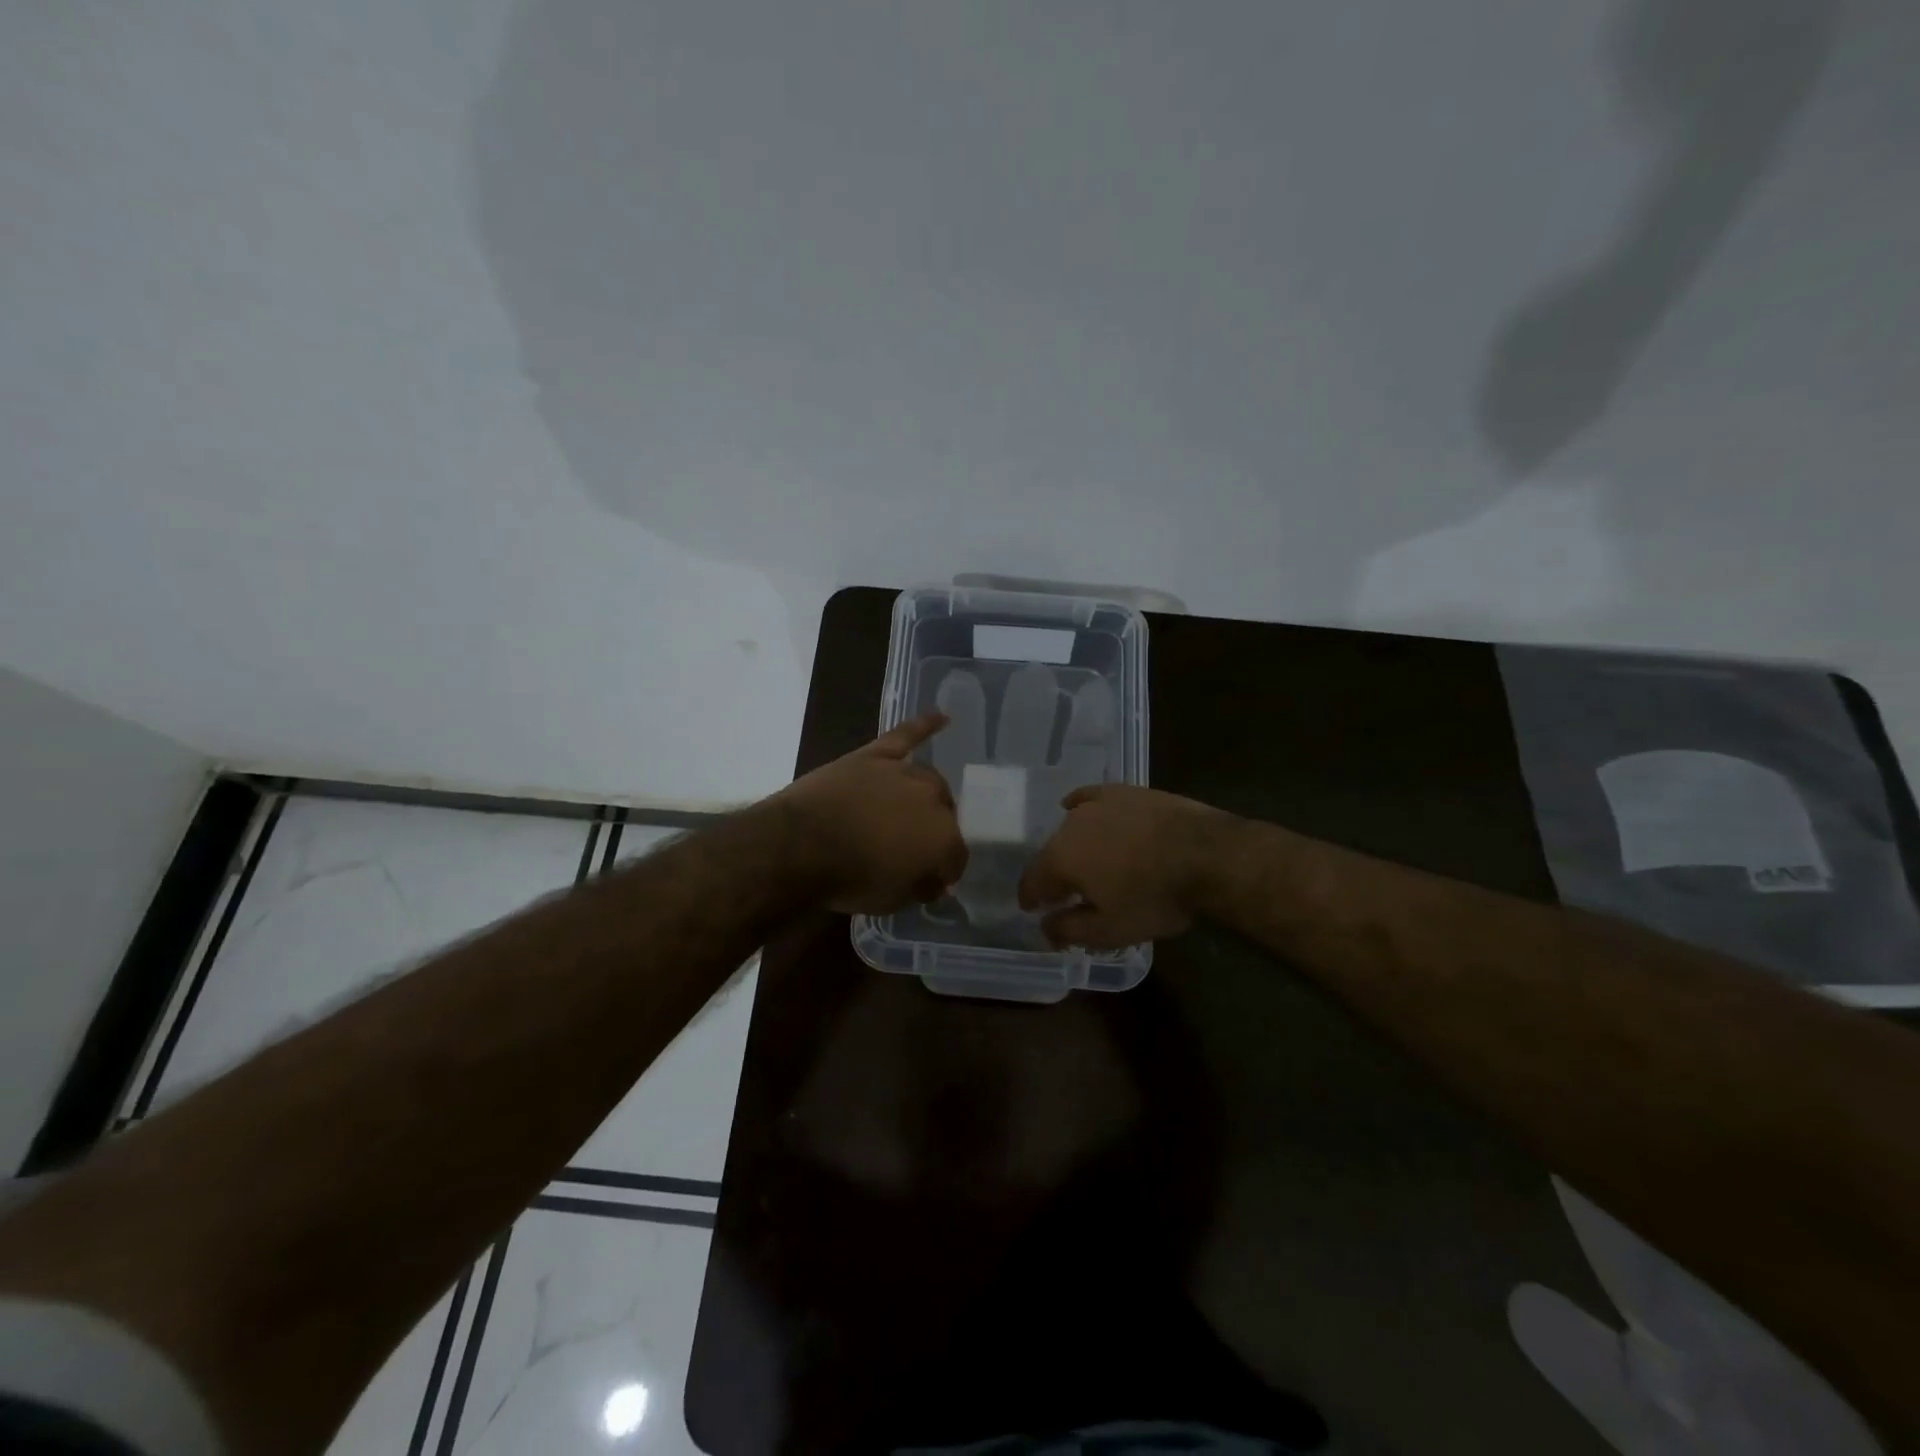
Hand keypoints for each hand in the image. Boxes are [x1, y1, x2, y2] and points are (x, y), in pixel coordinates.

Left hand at [774, 712, 968, 914]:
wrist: (800, 846)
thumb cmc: (849, 880)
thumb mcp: (892, 900)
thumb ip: (921, 886)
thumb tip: (935, 880)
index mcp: (944, 838)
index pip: (956, 857)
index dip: (944, 872)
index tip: (930, 882)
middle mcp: (933, 799)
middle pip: (946, 814)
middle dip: (935, 833)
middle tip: (913, 849)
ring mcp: (903, 772)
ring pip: (929, 780)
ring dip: (927, 797)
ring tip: (914, 810)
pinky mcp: (875, 755)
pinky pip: (905, 736)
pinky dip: (924, 725)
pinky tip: (942, 717)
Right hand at [1018, 785, 1231, 949]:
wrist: (1208, 855)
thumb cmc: (1154, 898)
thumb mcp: (1110, 930)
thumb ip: (1069, 930)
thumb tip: (1045, 927)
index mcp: (1060, 859)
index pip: (1032, 881)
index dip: (1030, 899)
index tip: (1033, 910)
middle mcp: (1070, 825)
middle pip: (1052, 853)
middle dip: (1055, 875)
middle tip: (1068, 894)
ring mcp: (1098, 803)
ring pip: (1073, 828)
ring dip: (1075, 847)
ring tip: (1089, 863)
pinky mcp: (1124, 791)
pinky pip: (1092, 799)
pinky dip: (1082, 807)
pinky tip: (1081, 809)